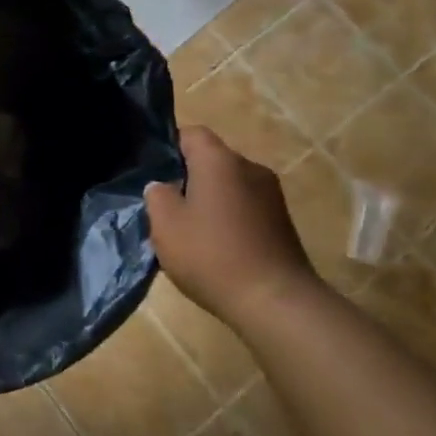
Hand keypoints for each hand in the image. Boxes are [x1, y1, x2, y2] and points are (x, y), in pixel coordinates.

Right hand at [144, 126, 320, 322]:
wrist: (276, 301)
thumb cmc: (212, 255)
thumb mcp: (165, 225)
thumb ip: (157, 196)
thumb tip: (163, 186)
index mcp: (220, 160)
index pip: (191, 133)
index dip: (168, 147)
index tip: (153, 172)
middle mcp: (250, 168)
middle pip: (211, 160)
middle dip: (188, 178)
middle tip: (166, 207)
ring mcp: (271, 195)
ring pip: (229, 186)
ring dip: (209, 201)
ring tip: (190, 232)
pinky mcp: (282, 222)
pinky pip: (246, 208)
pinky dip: (229, 219)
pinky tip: (216, 248)